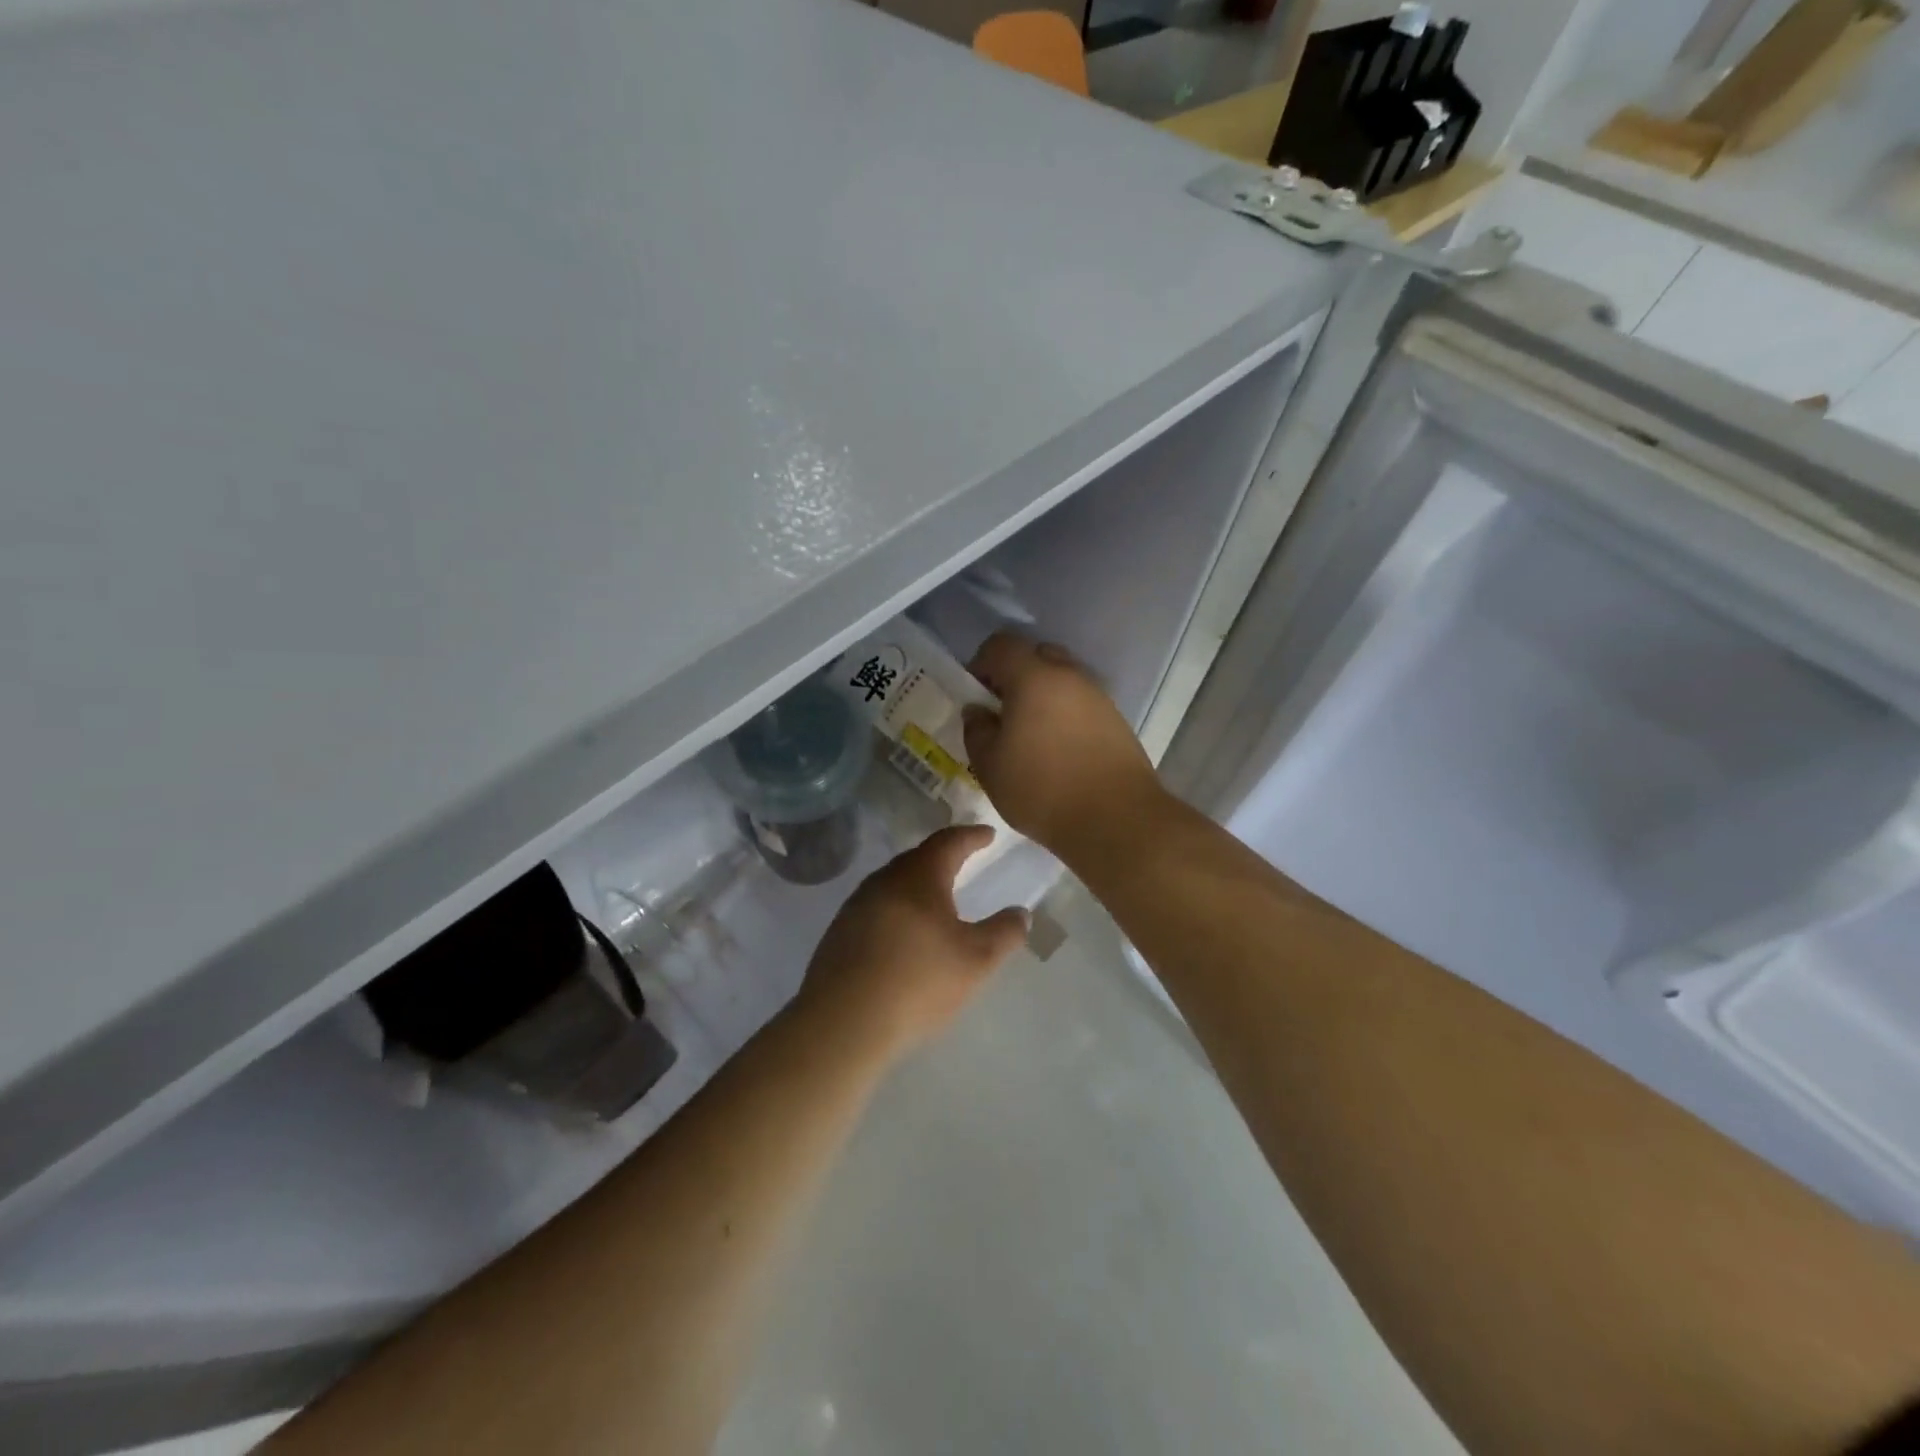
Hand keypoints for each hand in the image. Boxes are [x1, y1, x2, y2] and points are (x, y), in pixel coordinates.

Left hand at [794, 825, 1028, 1063]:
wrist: (843, 1022)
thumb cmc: (918, 982)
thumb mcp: (977, 960)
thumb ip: (1004, 932)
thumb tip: (1020, 913)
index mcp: (919, 877)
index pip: (949, 842)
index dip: (971, 836)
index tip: (988, 834)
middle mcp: (884, 881)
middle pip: (917, 858)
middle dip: (942, 856)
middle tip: (963, 860)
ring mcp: (856, 906)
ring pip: (893, 883)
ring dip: (917, 884)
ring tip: (935, 897)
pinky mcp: (839, 933)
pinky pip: (876, 907)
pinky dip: (897, 908)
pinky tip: (904, 931)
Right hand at [961, 633, 1165, 860]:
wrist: (1116, 819)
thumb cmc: (1042, 790)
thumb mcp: (989, 766)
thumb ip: (976, 730)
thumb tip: (978, 711)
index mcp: (1034, 678)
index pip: (1002, 645)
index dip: (981, 664)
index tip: (976, 697)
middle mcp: (1070, 676)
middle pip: (1037, 656)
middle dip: (1015, 676)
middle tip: (1003, 712)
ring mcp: (1098, 697)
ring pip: (1063, 680)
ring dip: (1043, 696)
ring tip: (1031, 737)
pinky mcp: (1117, 721)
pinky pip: (1082, 704)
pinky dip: (1065, 715)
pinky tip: (1059, 751)